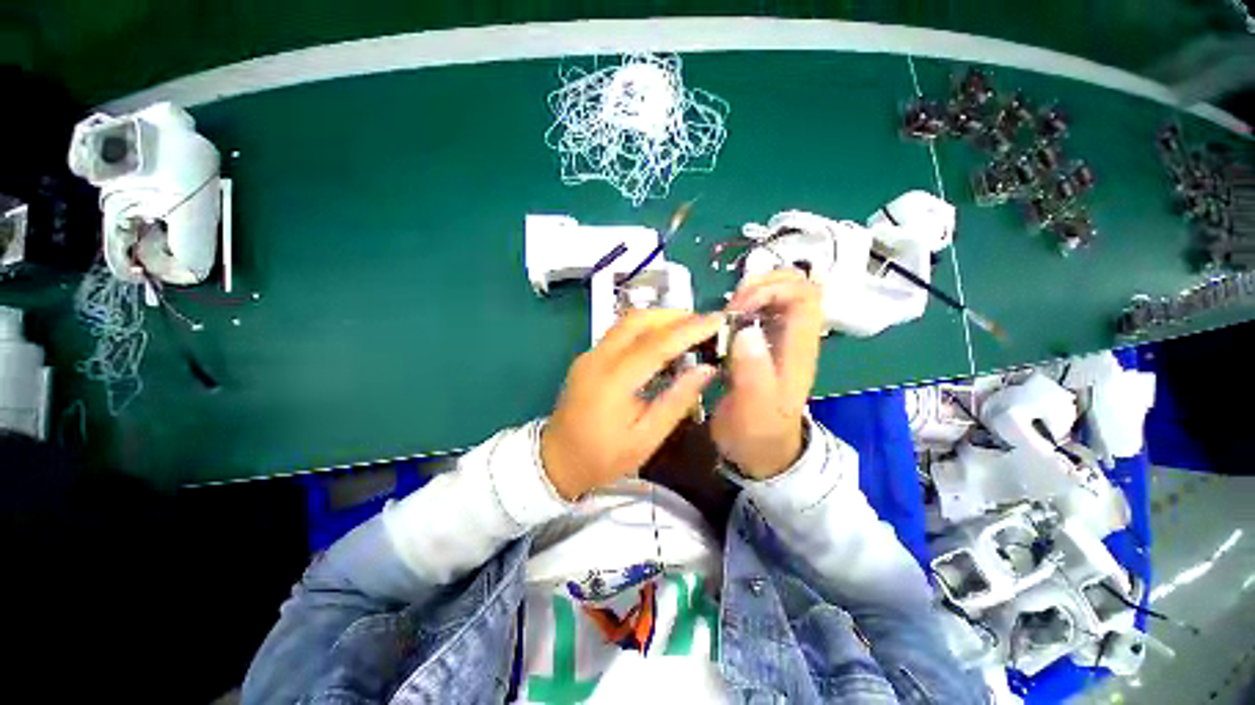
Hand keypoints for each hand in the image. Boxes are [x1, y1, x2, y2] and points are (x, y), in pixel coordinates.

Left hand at [542, 310, 722, 499]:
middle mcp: (598, 358)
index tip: (718, 321)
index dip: (689, 329)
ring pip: (626, 321)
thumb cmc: (603, 457)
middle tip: (703, 323)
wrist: (556, 461)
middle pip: (637, 320)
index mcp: (613, 381)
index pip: (657, 343)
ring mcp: (589, 354)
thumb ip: (677, 401)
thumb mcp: (646, 438)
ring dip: (659, 319)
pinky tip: (661, 342)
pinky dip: (645, 329)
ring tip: (687, 329)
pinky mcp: (588, 357)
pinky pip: (619, 332)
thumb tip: (707, 370)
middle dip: (674, 315)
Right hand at [711, 270, 823, 478]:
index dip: (773, 289)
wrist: (759, 453)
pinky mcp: (760, 345)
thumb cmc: (758, 433)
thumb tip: (745, 329)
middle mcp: (793, 337)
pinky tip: (722, 323)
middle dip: (761, 284)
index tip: (739, 308)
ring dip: (749, 294)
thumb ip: (753, 372)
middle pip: (794, 286)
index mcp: (799, 349)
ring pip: (775, 295)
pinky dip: (739, 307)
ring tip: (725, 314)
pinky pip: (756, 312)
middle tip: (731, 306)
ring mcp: (777, 339)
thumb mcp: (754, 409)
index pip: (804, 296)